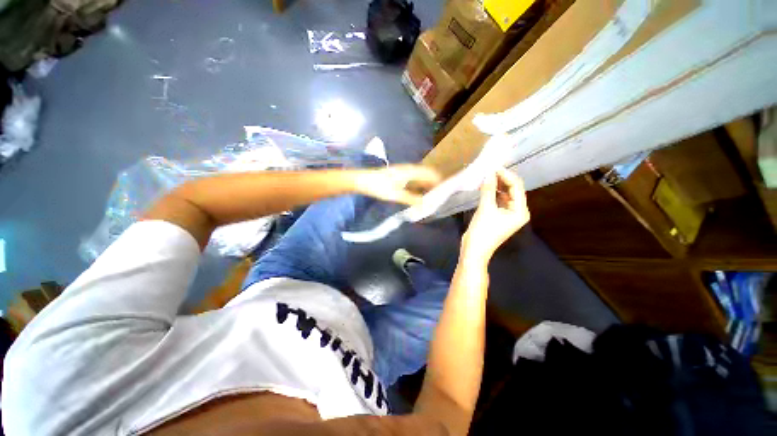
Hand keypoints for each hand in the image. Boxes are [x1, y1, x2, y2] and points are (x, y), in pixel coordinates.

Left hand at [356, 165, 441, 205]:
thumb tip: (425, 204)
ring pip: (420, 178)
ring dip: (426, 186)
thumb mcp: (396, 194)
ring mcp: (403, 172)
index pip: (430, 173)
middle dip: (433, 185)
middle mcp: (409, 169)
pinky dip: (418, 187)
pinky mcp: (398, 177)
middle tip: (438, 198)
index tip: (444, 192)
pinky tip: (418, 196)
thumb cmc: (378, 186)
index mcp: (410, 171)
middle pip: (426, 175)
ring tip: (430, 198)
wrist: (362, 180)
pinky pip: (413, 181)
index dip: (439, 181)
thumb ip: (411, 199)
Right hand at [463, 168, 529, 260]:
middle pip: (513, 190)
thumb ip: (488, 190)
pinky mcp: (499, 216)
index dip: (506, 175)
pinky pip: (498, 200)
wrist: (474, 250)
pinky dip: (492, 193)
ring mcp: (508, 214)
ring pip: (505, 194)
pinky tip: (484, 188)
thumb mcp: (486, 208)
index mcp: (520, 211)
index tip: (493, 167)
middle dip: (502, 180)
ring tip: (485, 177)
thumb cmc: (483, 231)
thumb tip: (489, 173)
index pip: (516, 187)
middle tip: (488, 170)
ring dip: (496, 186)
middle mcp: (517, 211)